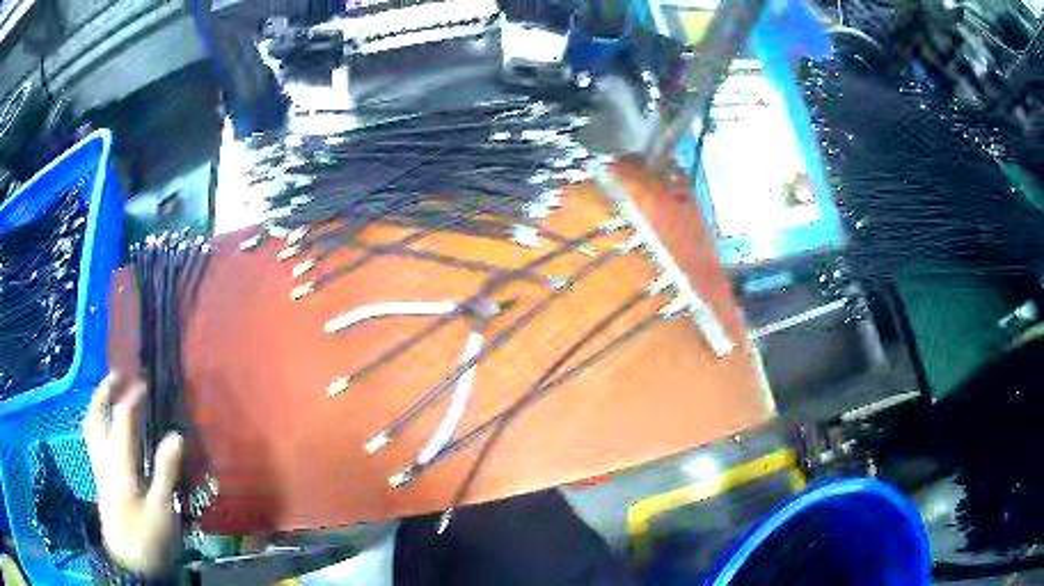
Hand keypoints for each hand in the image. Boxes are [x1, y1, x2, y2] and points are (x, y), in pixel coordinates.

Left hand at [82, 372, 183, 575]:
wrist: (130, 564)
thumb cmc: (148, 538)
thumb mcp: (162, 510)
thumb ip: (165, 471)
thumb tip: (176, 434)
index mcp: (119, 464)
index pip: (122, 418)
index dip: (133, 396)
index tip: (146, 383)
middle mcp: (103, 459)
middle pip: (96, 414)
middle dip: (105, 390)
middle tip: (119, 375)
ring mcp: (98, 468)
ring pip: (90, 425)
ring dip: (98, 403)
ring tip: (110, 393)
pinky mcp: (100, 478)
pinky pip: (92, 438)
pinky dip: (97, 421)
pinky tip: (108, 426)